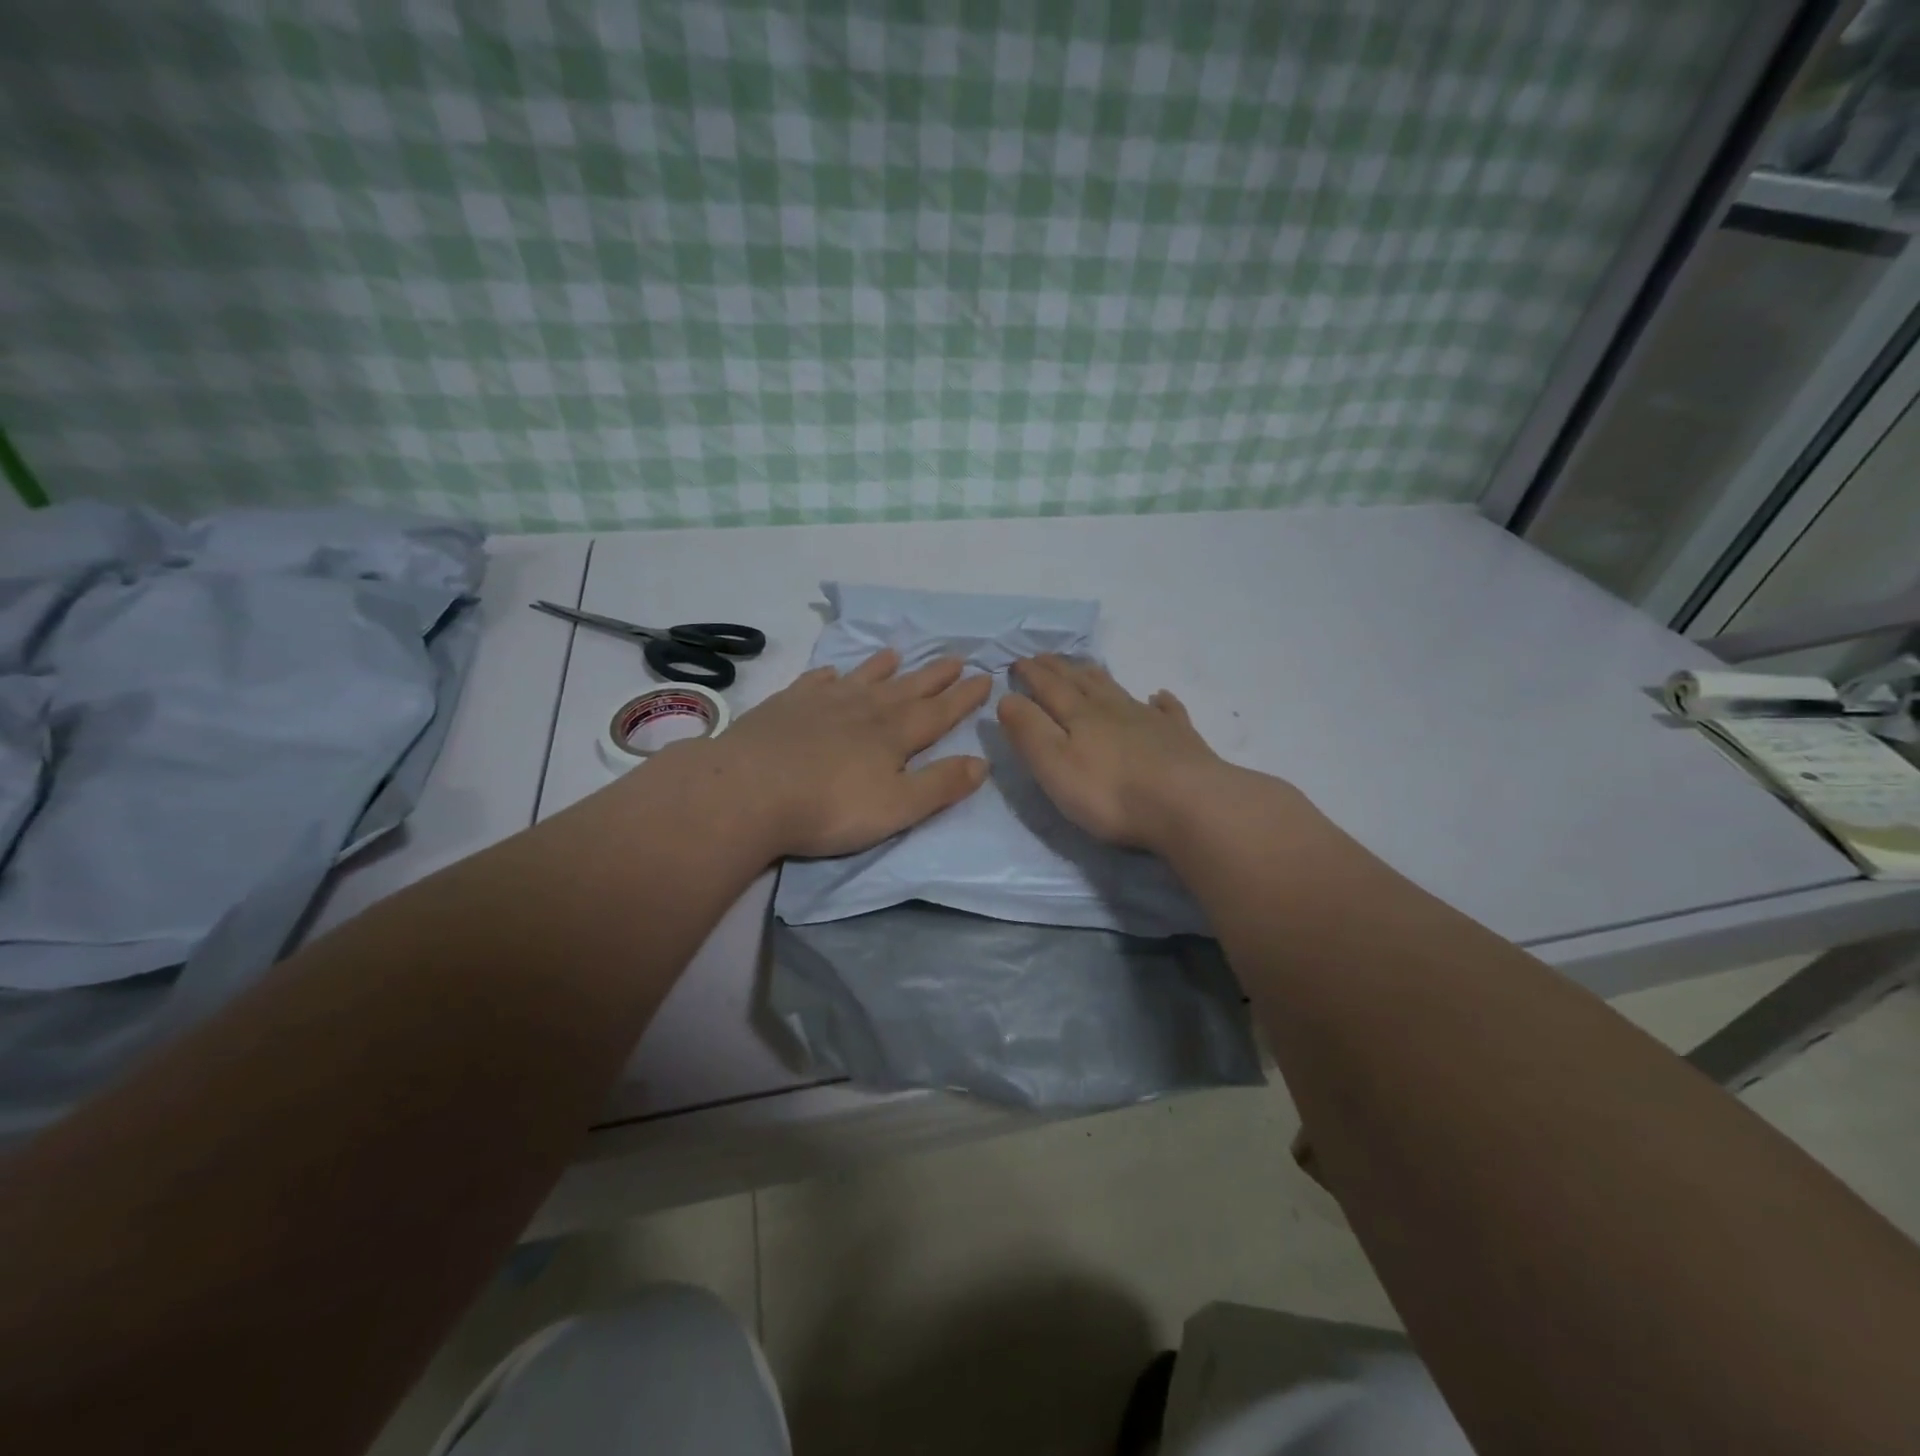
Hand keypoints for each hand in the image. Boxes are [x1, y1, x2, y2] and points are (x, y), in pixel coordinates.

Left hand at [703, 648, 990, 858]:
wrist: (748, 791)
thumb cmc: (829, 807)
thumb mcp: (897, 806)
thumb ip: (941, 785)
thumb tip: (982, 761)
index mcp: (894, 734)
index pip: (939, 712)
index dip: (963, 697)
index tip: (985, 677)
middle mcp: (863, 709)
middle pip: (906, 688)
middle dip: (933, 675)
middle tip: (956, 657)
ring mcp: (822, 703)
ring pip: (861, 678)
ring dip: (882, 667)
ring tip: (897, 653)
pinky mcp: (785, 706)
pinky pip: (814, 682)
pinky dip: (828, 675)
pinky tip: (831, 672)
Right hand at [996, 654, 1232, 849]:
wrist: (1188, 804)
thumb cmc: (1110, 792)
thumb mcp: (1053, 764)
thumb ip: (1028, 730)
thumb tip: (1007, 697)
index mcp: (1079, 716)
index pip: (1048, 687)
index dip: (1031, 674)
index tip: (1016, 661)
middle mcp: (1113, 709)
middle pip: (1082, 682)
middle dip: (1059, 669)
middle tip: (1044, 657)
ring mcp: (1150, 721)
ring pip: (1118, 690)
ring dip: (1099, 677)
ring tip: (1087, 668)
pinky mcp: (1180, 739)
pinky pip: (1168, 711)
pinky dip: (1160, 702)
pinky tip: (1159, 697)